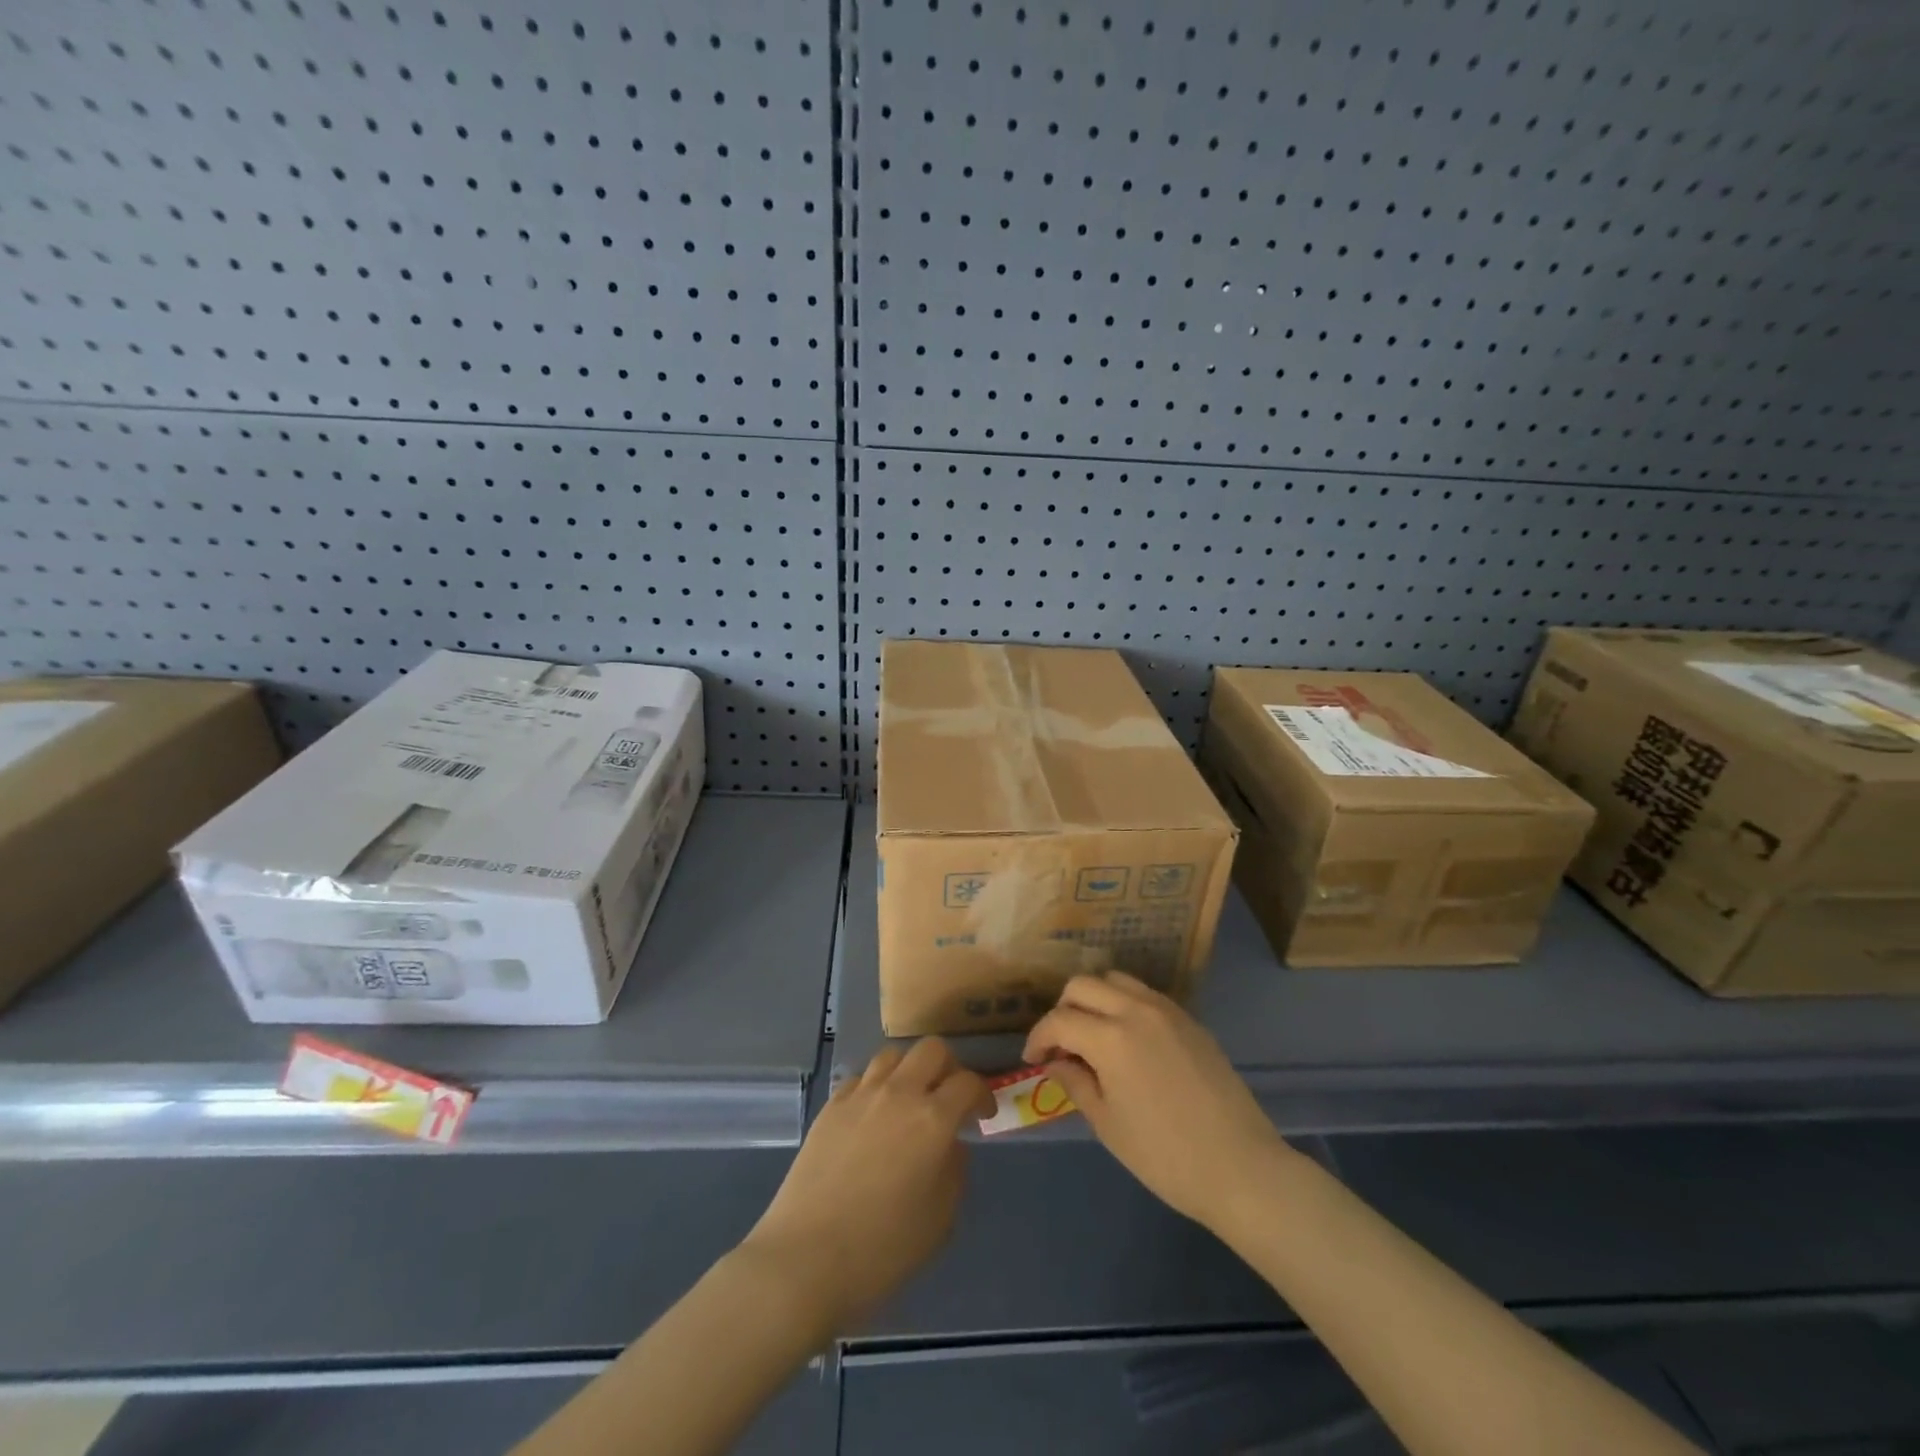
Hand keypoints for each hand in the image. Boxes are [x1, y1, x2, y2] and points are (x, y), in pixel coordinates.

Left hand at [740, 1038, 988, 1332]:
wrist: (805, 1259)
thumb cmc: (882, 1250)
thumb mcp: (940, 1221)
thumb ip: (954, 1172)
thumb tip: (950, 1146)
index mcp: (933, 1120)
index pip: (968, 1083)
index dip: (982, 1094)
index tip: (982, 1114)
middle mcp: (899, 1094)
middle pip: (932, 1049)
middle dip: (948, 1067)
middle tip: (948, 1097)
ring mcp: (861, 1095)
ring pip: (893, 1055)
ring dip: (909, 1070)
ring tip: (909, 1099)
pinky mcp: (831, 1105)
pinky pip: (861, 1078)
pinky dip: (875, 1087)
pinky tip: (872, 1115)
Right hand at [1022, 972, 1287, 1229]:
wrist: (1241, 1168)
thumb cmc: (1165, 1156)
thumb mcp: (1108, 1124)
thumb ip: (1076, 1083)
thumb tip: (1056, 1061)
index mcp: (1111, 1037)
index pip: (1059, 1020)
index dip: (1038, 1037)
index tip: (1033, 1059)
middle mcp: (1136, 1009)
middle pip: (1083, 985)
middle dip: (1063, 1009)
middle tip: (1061, 1044)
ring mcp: (1167, 1010)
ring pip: (1116, 980)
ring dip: (1094, 999)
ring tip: (1092, 1036)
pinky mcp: (1189, 1020)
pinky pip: (1145, 995)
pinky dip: (1124, 1004)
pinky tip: (1127, 1041)